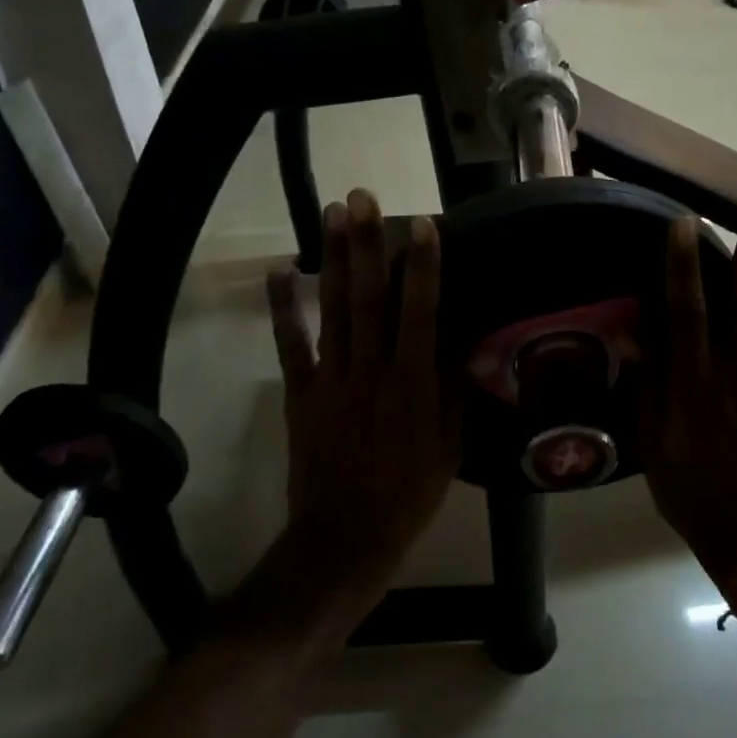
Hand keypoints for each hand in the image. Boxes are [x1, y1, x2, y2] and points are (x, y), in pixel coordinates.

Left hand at [265, 191, 458, 606]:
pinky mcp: (301, 393)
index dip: (422, 266)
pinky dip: (284, 308)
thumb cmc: (409, 493)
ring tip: (330, 213)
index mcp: (411, 383)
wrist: (344, 539)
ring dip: (332, 259)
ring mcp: (330, 378)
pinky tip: (279, 271)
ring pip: (333, 309)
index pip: (419, 312)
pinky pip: (291, 345)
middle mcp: (369, 369)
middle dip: (366, 244)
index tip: (423, 224)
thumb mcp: (450, 446)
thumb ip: (451, 389)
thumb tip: (457, 340)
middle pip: (368, 297)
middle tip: (362, 198)